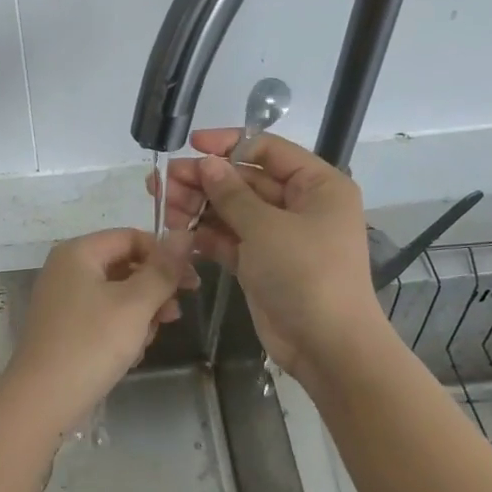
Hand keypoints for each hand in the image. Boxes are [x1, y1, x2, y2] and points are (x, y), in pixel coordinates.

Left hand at [3, 228, 197, 431]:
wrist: (43, 399)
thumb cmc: (91, 344)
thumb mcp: (135, 304)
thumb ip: (163, 270)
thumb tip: (184, 235)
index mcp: (78, 252)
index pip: (132, 237)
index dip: (165, 256)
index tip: (191, 283)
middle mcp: (67, 269)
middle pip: (125, 266)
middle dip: (153, 291)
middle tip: (172, 317)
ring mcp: (63, 299)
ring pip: (117, 295)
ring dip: (140, 316)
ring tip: (144, 342)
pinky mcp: (65, 327)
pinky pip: (103, 317)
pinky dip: (120, 331)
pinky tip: (128, 355)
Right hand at [149, 130, 377, 377]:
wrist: (327, 346)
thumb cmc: (306, 274)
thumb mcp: (267, 228)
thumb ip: (232, 193)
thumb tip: (206, 163)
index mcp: (317, 185)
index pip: (268, 150)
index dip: (228, 144)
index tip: (191, 145)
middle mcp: (299, 205)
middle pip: (245, 180)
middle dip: (205, 180)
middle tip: (164, 182)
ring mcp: (278, 236)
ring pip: (232, 210)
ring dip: (199, 206)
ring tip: (165, 206)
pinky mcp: (260, 263)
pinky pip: (229, 238)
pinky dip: (205, 234)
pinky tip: (177, 230)